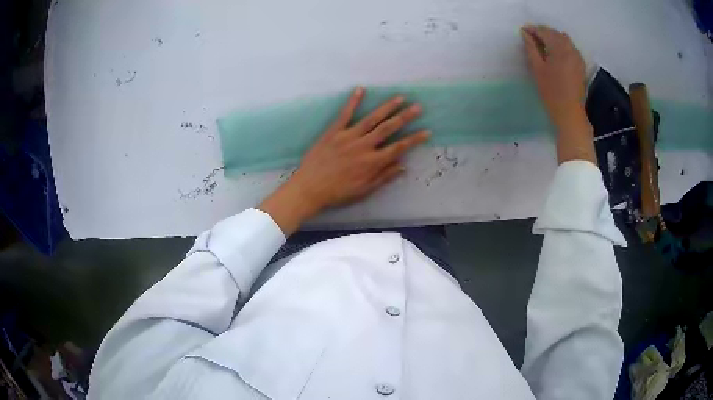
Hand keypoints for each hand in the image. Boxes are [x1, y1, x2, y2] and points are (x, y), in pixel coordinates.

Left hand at [259, 88, 429, 234]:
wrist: (309, 189)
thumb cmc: (338, 193)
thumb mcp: (364, 190)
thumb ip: (383, 177)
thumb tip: (403, 166)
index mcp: (372, 163)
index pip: (398, 148)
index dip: (414, 139)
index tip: (427, 131)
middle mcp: (363, 146)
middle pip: (388, 129)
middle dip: (405, 117)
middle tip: (418, 107)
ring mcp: (348, 137)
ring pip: (371, 119)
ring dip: (387, 108)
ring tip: (399, 98)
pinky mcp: (333, 132)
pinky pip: (345, 114)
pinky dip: (353, 102)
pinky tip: (361, 90)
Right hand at [521, 25, 596, 164]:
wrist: (570, 113)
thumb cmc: (551, 92)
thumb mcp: (537, 69)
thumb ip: (531, 48)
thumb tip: (525, 34)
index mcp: (559, 49)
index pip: (544, 32)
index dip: (532, 30)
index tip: (523, 31)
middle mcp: (570, 49)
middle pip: (555, 33)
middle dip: (543, 32)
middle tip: (531, 37)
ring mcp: (577, 57)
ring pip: (564, 39)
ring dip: (553, 38)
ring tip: (542, 43)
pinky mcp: (580, 65)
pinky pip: (571, 47)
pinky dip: (562, 45)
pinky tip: (556, 51)